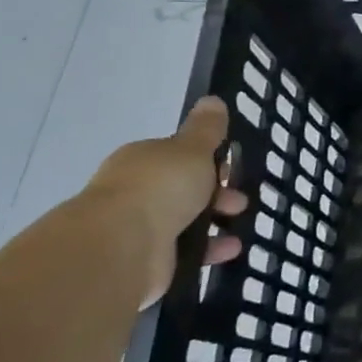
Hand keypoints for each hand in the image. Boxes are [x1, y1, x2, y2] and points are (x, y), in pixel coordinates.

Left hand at [87, 97, 247, 307]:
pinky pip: (185, 252)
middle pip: (183, 189)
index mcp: (143, 161)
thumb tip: (212, 99)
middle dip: (215, 194)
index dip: (208, 161)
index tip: (231, 169)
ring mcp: (139, 229)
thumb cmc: (160, 187)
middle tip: (238, 201)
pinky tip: (230, 249)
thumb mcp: (192, 149)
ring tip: (239, 225)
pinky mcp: (147, 261)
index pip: (178, 157)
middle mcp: (137, 192)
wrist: (122, 247)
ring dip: (214, 222)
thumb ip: (206, 128)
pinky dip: (209, 250)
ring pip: (184, 221)